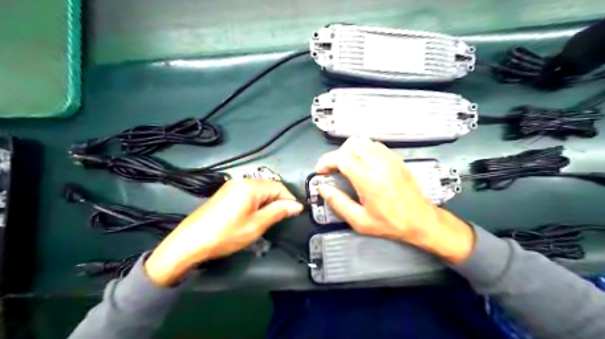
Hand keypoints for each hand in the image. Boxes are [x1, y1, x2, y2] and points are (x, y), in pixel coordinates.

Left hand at [142, 180, 302, 285]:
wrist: (190, 242)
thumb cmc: (226, 234)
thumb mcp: (256, 225)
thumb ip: (278, 212)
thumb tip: (297, 205)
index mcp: (251, 186)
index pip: (279, 187)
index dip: (289, 200)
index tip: (295, 214)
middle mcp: (241, 181)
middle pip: (269, 187)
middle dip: (278, 201)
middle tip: (282, 219)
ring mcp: (231, 186)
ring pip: (259, 190)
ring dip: (268, 202)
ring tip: (269, 219)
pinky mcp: (225, 193)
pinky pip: (248, 193)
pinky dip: (256, 202)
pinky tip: (254, 215)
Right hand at [314, 137, 474, 263]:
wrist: (422, 220)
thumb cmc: (390, 223)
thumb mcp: (360, 221)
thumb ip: (339, 203)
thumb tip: (323, 189)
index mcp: (368, 179)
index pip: (342, 157)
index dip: (327, 161)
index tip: (320, 170)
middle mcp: (379, 164)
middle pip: (351, 145)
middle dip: (336, 155)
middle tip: (332, 169)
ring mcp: (390, 158)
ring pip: (363, 141)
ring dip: (349, 150)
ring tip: (345, 164)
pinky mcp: (396, 158)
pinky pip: (375, 145)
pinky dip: (363, 149)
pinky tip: (362, 162)